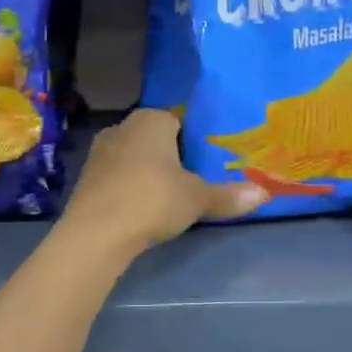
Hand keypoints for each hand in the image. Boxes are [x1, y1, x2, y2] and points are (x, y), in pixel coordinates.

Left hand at [61, 110, 266, 253]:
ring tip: (164, 198)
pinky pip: (115, 176)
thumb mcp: (197, 199)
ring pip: (132, 156)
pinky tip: (137, 208)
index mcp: (151, 120)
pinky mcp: (84, 178)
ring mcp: (99, 151)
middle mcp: (122, 126)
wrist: (96, 232)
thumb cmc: (153, 200)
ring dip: (145, 172)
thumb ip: (229, 195)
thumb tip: (266, 193)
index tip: (203, 164)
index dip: (191, 141)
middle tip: (188, 181)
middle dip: (168, 156)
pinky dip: (126, 188)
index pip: (177, 120)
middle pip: (153, 138)